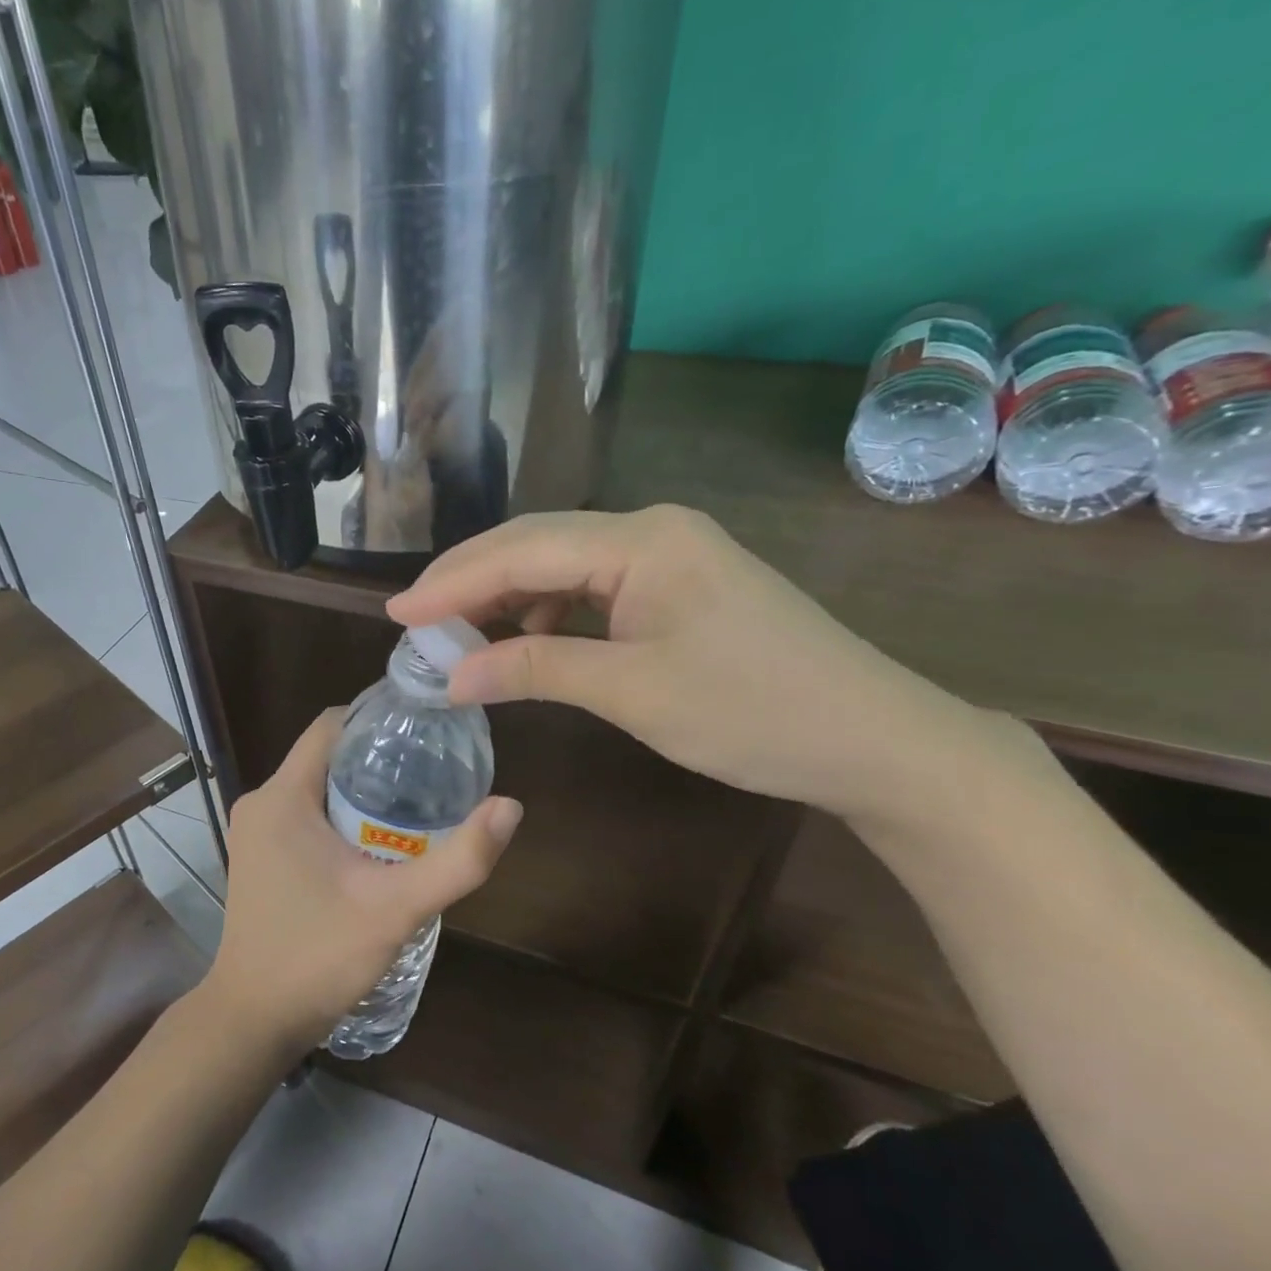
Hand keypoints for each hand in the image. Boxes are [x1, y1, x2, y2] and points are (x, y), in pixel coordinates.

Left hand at [203, 709, 522, 1059]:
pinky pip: (306, 815)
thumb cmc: (317, 958)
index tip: (426, 728)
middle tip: (434, 771)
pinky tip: (381, 842)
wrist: (253, 1022)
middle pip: (328, 756)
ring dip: (363, 790)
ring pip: (318, 787)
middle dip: (379, 758)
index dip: (379, 718)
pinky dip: (343, 816)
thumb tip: (510, 806)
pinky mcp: (260, 857)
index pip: (332, 725)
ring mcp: (256, 832)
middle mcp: (262, 802)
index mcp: (282, 796)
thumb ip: (458, 861)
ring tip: (419, 804)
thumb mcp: (395, 909)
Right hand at [387, 505, 987, 821]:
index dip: (453, 582)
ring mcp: (669, 556)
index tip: (396, 613)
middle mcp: (651, 530)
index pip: (522, 550)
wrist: (874, 740)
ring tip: (462, 637)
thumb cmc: (753, 713)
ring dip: (508, 598)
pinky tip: (530, 640)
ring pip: (562, 565)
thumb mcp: (632, 692)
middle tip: (414, 621)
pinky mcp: (679, 586)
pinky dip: (550, 613)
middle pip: (537, 545)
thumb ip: (535, 668)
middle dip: (471, 582)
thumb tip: (451, 675)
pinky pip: (593, 587)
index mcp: (642, 540)